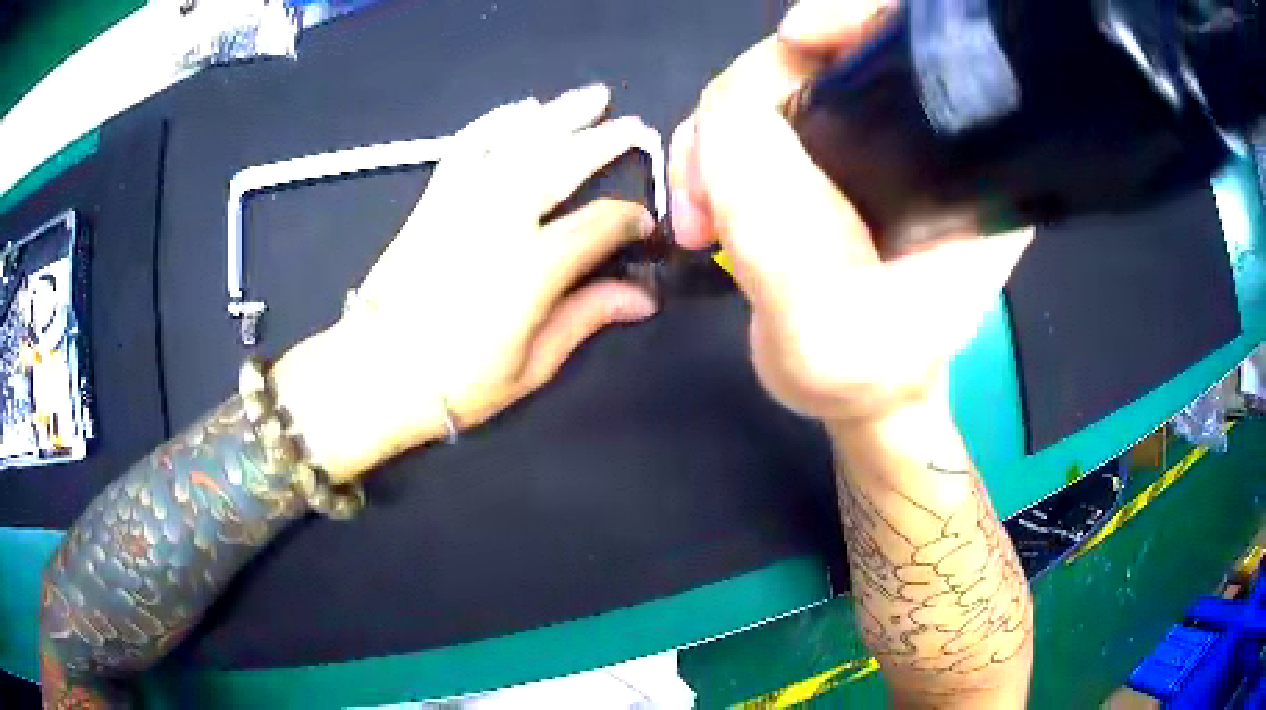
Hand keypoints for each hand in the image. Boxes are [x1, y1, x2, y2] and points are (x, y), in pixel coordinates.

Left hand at [276, 85, 660, 480]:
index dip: (630, 220)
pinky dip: (496, 122)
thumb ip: (588, 317)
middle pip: (563, 162)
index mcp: (533, 266)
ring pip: (519, 142)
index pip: (599, 223)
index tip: (644, 226)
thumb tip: (644, 297)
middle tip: (635, 126)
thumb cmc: (458, 382)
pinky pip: (468, 147)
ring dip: (560, 115)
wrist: (376, 372)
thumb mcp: (533, 364)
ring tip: (591, 97)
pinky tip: (520, 109)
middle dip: (605, 141)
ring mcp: (463, 202)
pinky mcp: (433, 199)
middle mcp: (501, 219)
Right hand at [668, 0, 1032, 423]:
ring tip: (697, 217)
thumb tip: (722, 125)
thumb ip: (780, 236)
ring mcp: (863, 140)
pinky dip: (708, 153)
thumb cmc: (868, 376)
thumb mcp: (829, 331)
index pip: (925, 47)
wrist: (854, 391)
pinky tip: (699, 210)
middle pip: (823, 57)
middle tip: (708, 190)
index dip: (862, 16)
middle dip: (748, 99)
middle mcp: (918, 136)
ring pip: (769, 86)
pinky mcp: (818, 155)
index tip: (799, 39)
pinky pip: (746, 118)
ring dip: (714, 139)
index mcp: (964, 167)